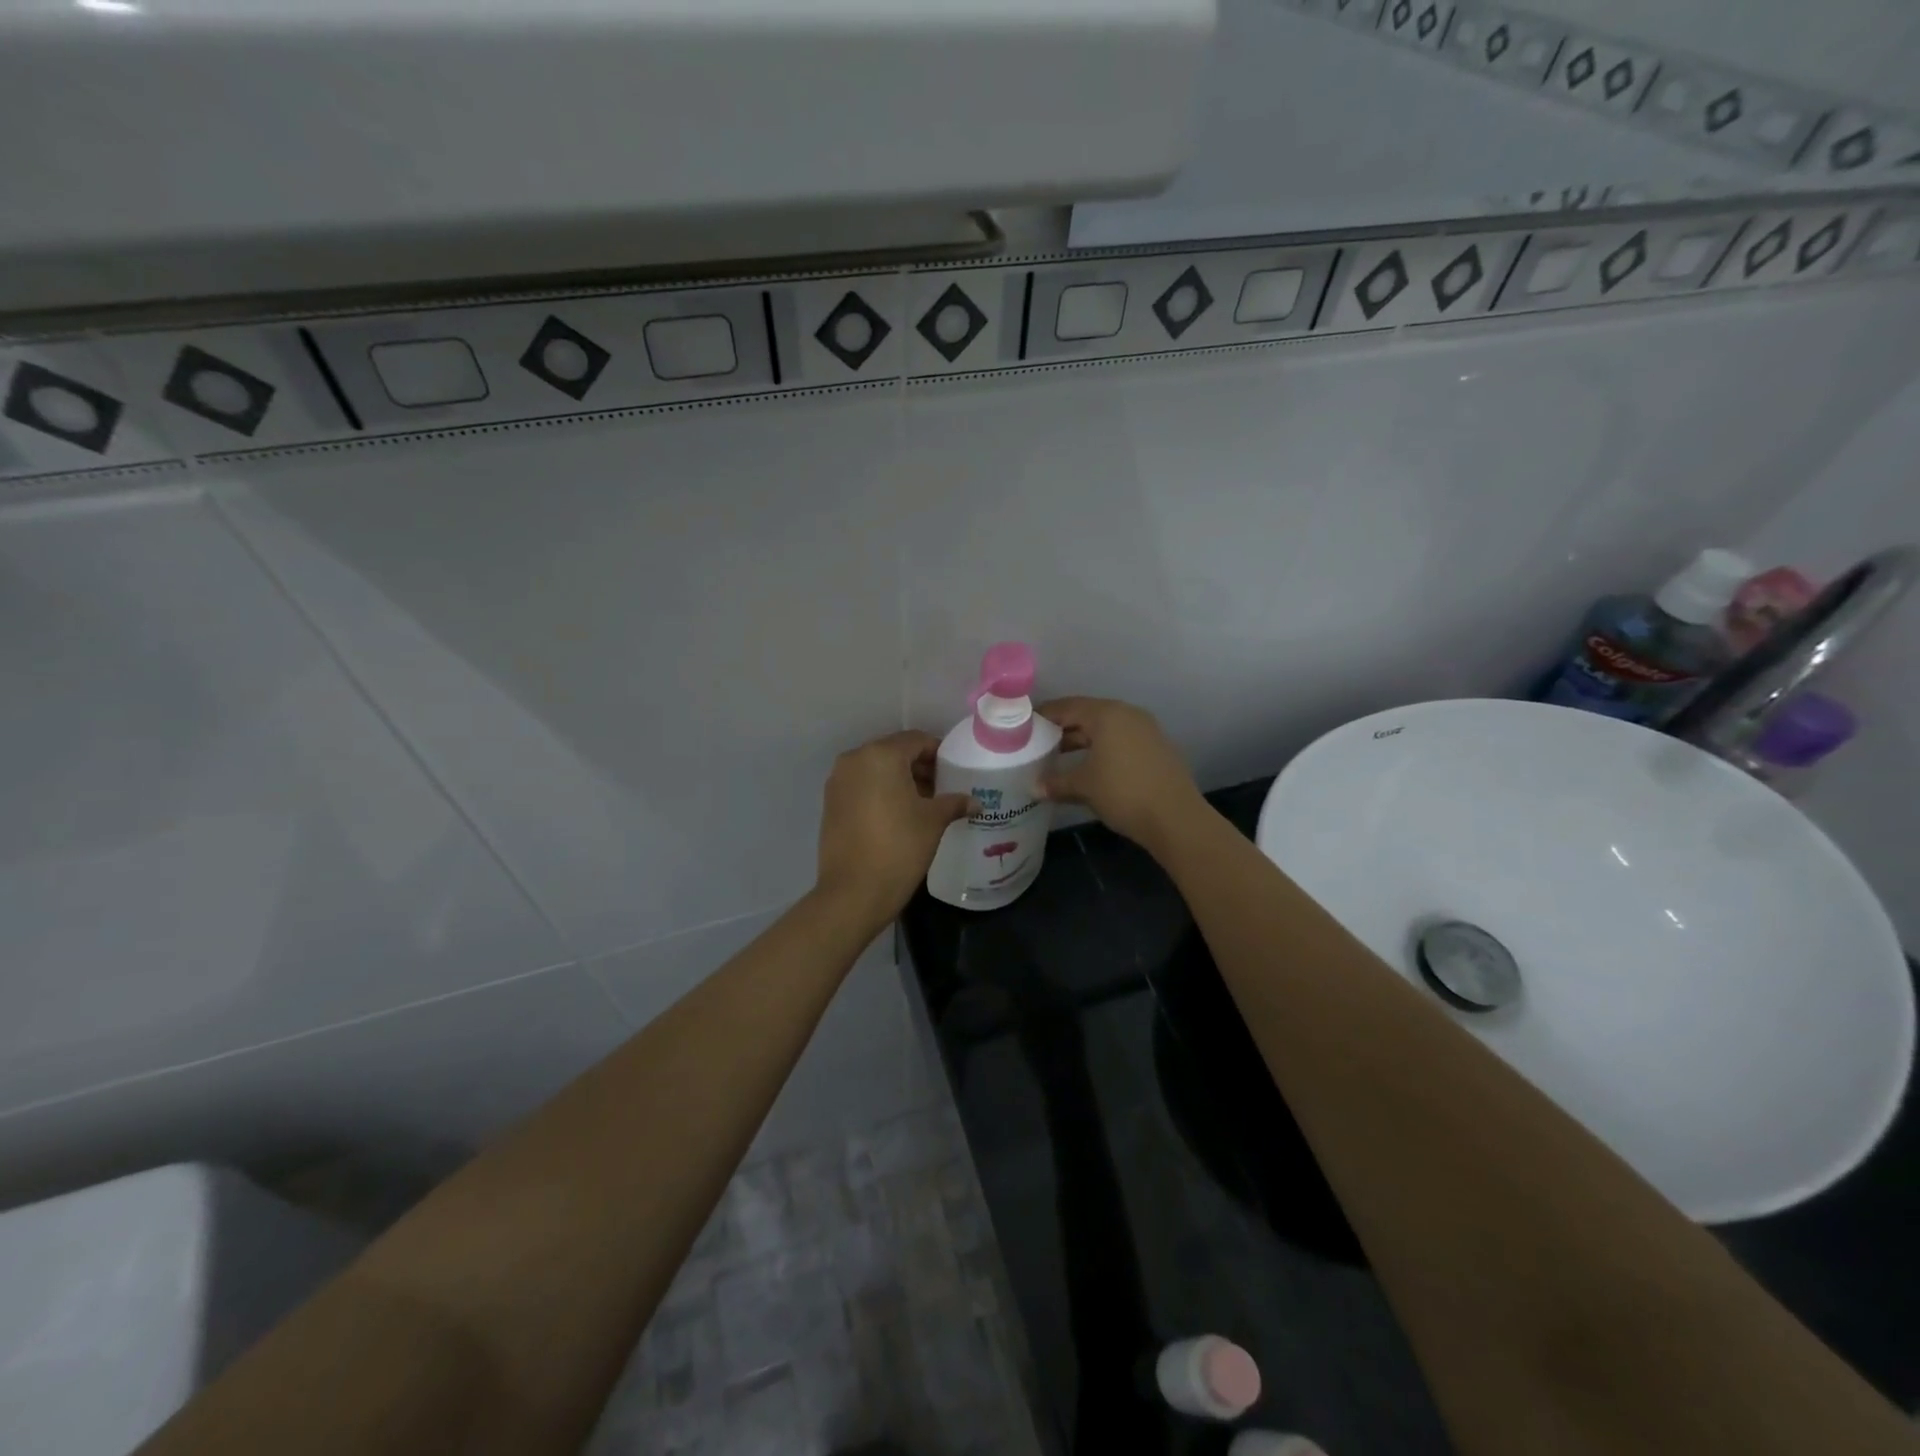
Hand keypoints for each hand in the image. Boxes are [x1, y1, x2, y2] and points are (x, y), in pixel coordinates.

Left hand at [815, 731, 972, 925]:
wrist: (853, 892)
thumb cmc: (899, 847)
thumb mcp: (933, 822)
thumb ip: (954, 803)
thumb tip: (975, 802)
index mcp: (881, 755)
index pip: (916, 740)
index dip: (938, 754)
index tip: (954, 773)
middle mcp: (854, 760)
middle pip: (894, 752)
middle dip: (919, 767)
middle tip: (942, 790)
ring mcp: (838, 781)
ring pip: (876, 770)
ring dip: (899, 780)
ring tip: (922, 805)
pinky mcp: (830, 803)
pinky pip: (862, 786)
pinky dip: (880, 792)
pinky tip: (898, 816)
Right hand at [1037, 697, 1205, 851]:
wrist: (1175, 818)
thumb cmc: (1122, 792)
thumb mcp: (1083, 787)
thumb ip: (1056, 783)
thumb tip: (1034, 788)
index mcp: (1107, 714)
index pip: (1067, 707)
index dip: (1043, 716)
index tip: (1023, 727)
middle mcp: (1127, 714)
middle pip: (1087, 716)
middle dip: (1062, 730)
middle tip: (1038, 744)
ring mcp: (1146, 731)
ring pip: (1105, 730)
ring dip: (1082, 742)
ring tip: (1059, 758)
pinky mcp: (1157, 749)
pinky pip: (1121, 742)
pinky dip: (1102, 750)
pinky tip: (1090, 769)